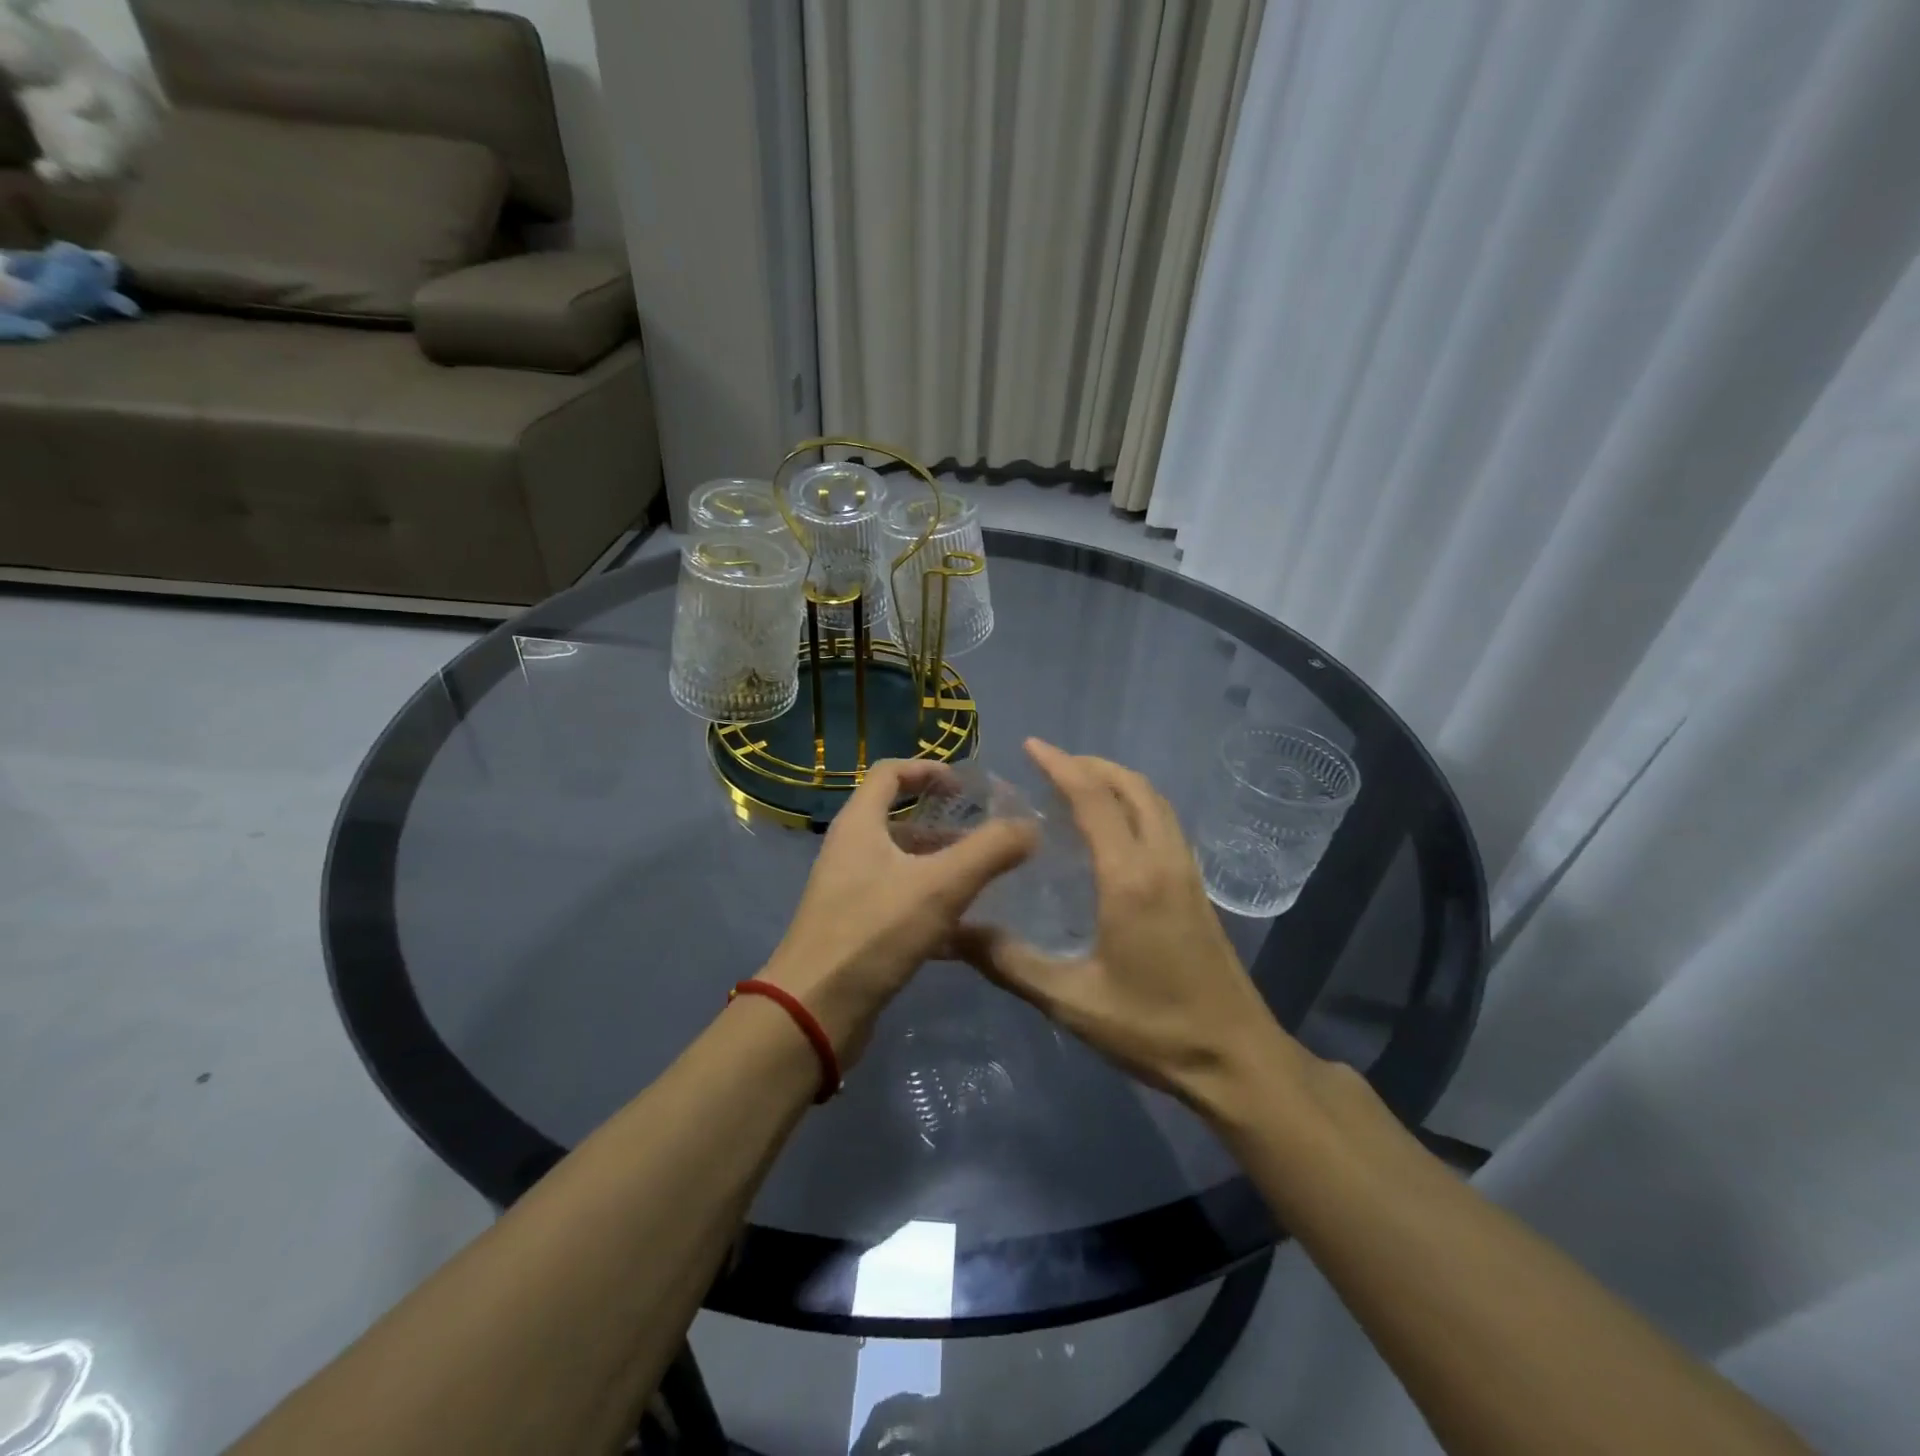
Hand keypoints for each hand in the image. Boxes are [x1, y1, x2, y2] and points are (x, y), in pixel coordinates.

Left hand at [761, 759, 1036, 1064]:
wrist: (815, 1012)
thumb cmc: (874, 932)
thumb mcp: (941, 886)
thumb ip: (990, 851)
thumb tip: (1030, 826)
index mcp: (859, 825)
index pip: (889, 773)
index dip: (928, 769)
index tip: (964, 786)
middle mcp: (850, 851)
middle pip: (898, 820)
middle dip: (943, 824)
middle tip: (986, 835)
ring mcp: (849, 892)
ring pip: (901, 864)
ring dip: (940, 864)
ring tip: (984, 879)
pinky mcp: (856, 929)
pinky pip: (899, 901)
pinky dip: (931, 902)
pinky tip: (965, 926)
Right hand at [955, 739, 1310, 1105]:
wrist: (1236, 1060)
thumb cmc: (1153, 1029)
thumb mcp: (1071, 1001)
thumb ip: (1010, 963)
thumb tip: (955, 933)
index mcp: (1130, 878)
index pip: (1094, 799)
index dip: (1061, 766)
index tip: (1031, 746)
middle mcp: (1163, 861)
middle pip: (1133, 788)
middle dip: (1092, 765)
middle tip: (1051, 763)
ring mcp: (1187, 873)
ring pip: (1155, 802)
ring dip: (1117, 782)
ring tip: (1078, 785)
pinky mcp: (1197, 889)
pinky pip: (1165, 824)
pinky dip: (1136, 805)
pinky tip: (1114, 829)